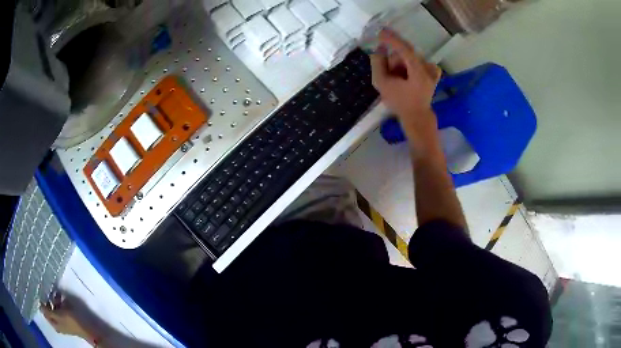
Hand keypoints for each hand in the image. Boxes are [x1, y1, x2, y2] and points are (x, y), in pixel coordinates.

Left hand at [41, 293, 92, 341]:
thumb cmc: (71, 321)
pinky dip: (58, 299)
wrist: (87, 326)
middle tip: (48, 291)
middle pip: (49, 308)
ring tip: (55, 292)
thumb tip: (39, 306)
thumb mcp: (58, 316)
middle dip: (48, 299)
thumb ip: (48, 312)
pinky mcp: (67, 314)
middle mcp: (57, 322)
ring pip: (54, 305)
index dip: (42, 303)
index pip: (44, 313)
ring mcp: (62, 318)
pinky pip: (59, 305)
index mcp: (54, 324)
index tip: (39, 293)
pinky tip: (60, 295)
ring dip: (53, 298)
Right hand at [369, 29, 441, 135]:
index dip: (391, 39)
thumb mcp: (382, 84)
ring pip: (409, 58)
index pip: (403, 48)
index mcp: (418, 71)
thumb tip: (379, 49)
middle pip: (404, 54)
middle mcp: (428, 67)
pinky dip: (409, 66)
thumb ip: (378, 64)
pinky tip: (409, 76)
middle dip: (394, 62)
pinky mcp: (434, 72)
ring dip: (400, 65)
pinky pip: (417, 61)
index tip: (379, 32)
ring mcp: (432, 69)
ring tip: (399, 80)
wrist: (417, 117)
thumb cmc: (400, 102)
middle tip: (390, 76)